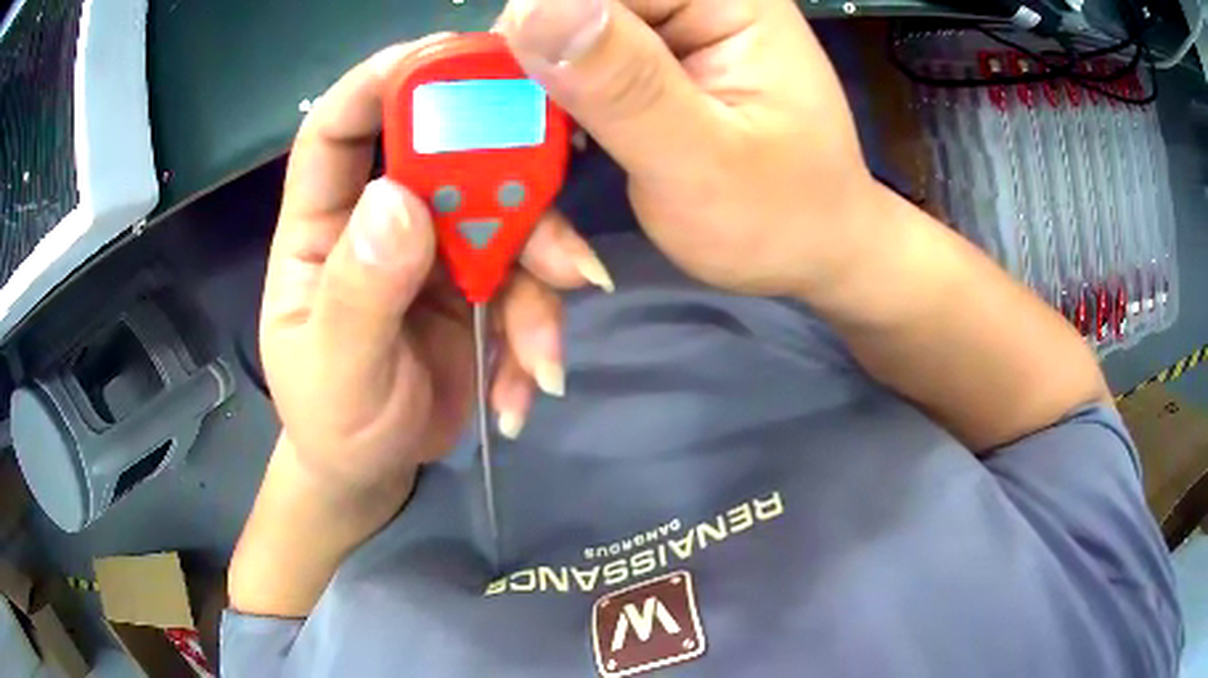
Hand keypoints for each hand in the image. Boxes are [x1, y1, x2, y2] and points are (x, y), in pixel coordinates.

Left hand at [260, 38, 613, 500]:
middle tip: (554, 238)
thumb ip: (359, 293)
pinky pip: (523, 283)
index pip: (337, 131)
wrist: (372, 471)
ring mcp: (435, 250)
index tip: (439, 59)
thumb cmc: (333, 422)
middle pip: (445, 161)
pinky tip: (532, 386)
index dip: (377, 83)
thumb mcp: (337, 371)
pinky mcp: (476, 286)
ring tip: (543, 356)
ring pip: (504, 222)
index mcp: (321, 227)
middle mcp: (381, 220)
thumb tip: (399, 201)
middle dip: (504, 186)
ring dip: (538, 285)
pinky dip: (537, 332)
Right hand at [499, 0, 882, 297]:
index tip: (511, 111)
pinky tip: (563, 163)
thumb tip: (526, 7)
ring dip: (534, 113)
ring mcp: (668, 28)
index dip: (534, 31)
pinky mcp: (648, 62)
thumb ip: (624, 84)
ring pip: (558, 43)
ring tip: (551, 184)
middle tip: (528, 162)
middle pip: (567, 11)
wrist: (812, 250)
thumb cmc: (781, 217)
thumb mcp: (703, 161)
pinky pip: (572, 70)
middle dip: (528, 84)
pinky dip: (552, 120)